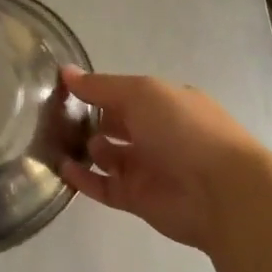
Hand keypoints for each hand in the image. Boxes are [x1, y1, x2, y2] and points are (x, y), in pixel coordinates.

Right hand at [59, 69, 266, 252]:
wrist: (221, 192)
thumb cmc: (184, 130)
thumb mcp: (141, 93)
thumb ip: (100, 86)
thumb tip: (65, 72)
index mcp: (163, 104)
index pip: (121, 94)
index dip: (93, 91)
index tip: (60, 90)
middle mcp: (156, 133)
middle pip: (113, 125)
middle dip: (86, 120)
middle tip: (50, 118)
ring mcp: (147, 167)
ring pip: (106, 156)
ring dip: (83, 149)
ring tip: (53, 142)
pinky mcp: (137, 198)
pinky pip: (103, 187)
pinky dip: (83, 179)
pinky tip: (63, 168)